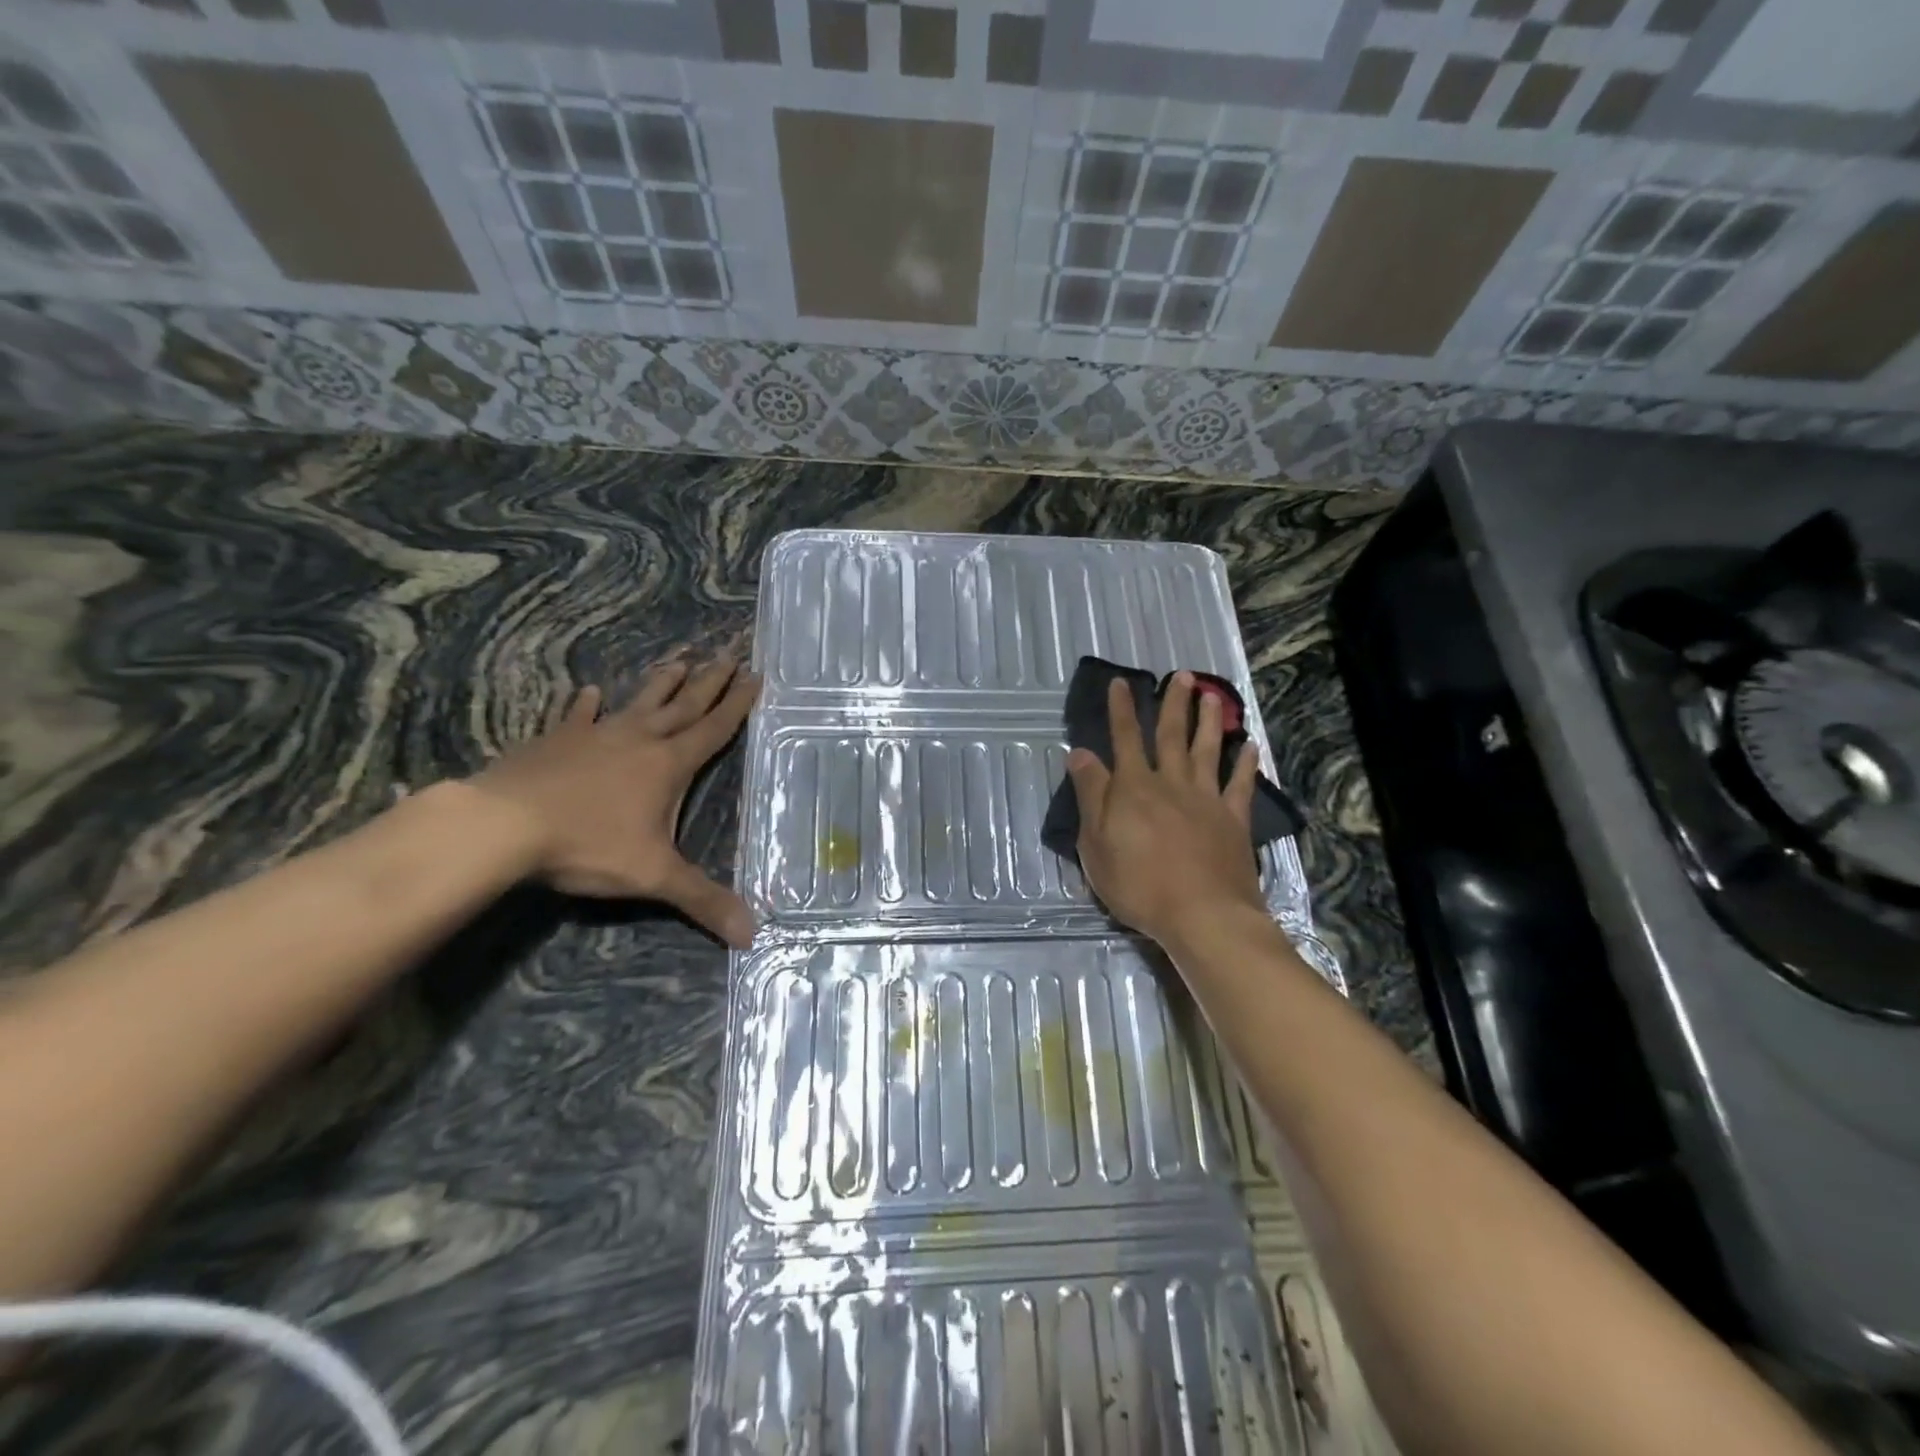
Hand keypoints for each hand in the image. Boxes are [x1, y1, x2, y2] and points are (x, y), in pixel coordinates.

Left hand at [473, 652, 761, 945]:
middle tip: (729, 653)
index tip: (754, 675)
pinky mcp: (557, 741)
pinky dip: (586, 705)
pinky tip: (589, 692)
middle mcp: (639, 740)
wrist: (504, 826)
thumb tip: (753, 934)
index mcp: (669, 764)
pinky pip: (578, 717)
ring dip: (662, 683)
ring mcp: (596, 735)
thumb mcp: (654, 877)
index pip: (714, 729)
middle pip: (684, 705)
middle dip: (710, 682)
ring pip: (639, 702)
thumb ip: (704, 901)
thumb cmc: (588, 845)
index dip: (737, 704)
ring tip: (679, 659)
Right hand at [1066, 672, 1265, 946]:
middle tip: (1183, 676)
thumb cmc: (1138, 884)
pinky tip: (1250, 747)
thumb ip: (1091, 795)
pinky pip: (1240, 785)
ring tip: (1213, 697)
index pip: (1124, 739)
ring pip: (1207, 751)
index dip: (1121, 710)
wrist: (1202, 914)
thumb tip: (1081, 754)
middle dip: (1174, 704)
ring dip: (1210, 722)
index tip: (1121, 682)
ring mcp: (1207, 799)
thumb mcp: (1096, 843)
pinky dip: (1246, 765)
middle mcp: (1171, 783)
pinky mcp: (1234, 820)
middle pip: (1172, 736)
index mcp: (1134, 788)